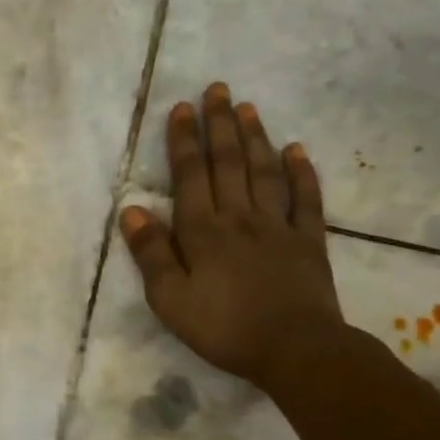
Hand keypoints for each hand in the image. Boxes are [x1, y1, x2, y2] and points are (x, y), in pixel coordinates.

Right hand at [120, 83, 348, 389]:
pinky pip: (305, 200)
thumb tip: (130, 210)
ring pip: (264, 172)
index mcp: (202, 231)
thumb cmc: (223, 327)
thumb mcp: (170, 299)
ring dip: (255, 137)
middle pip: (228, 163)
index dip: (184, 141)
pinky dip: (302, 173)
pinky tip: (297, 150)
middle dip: (219, 125)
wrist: (295, 350)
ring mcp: (277, 227)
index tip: (182, 108)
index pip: (190, 175)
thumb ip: (151, 253)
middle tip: (217, 89)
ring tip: (248, 107)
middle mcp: (239, 218)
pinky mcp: (309, 242)